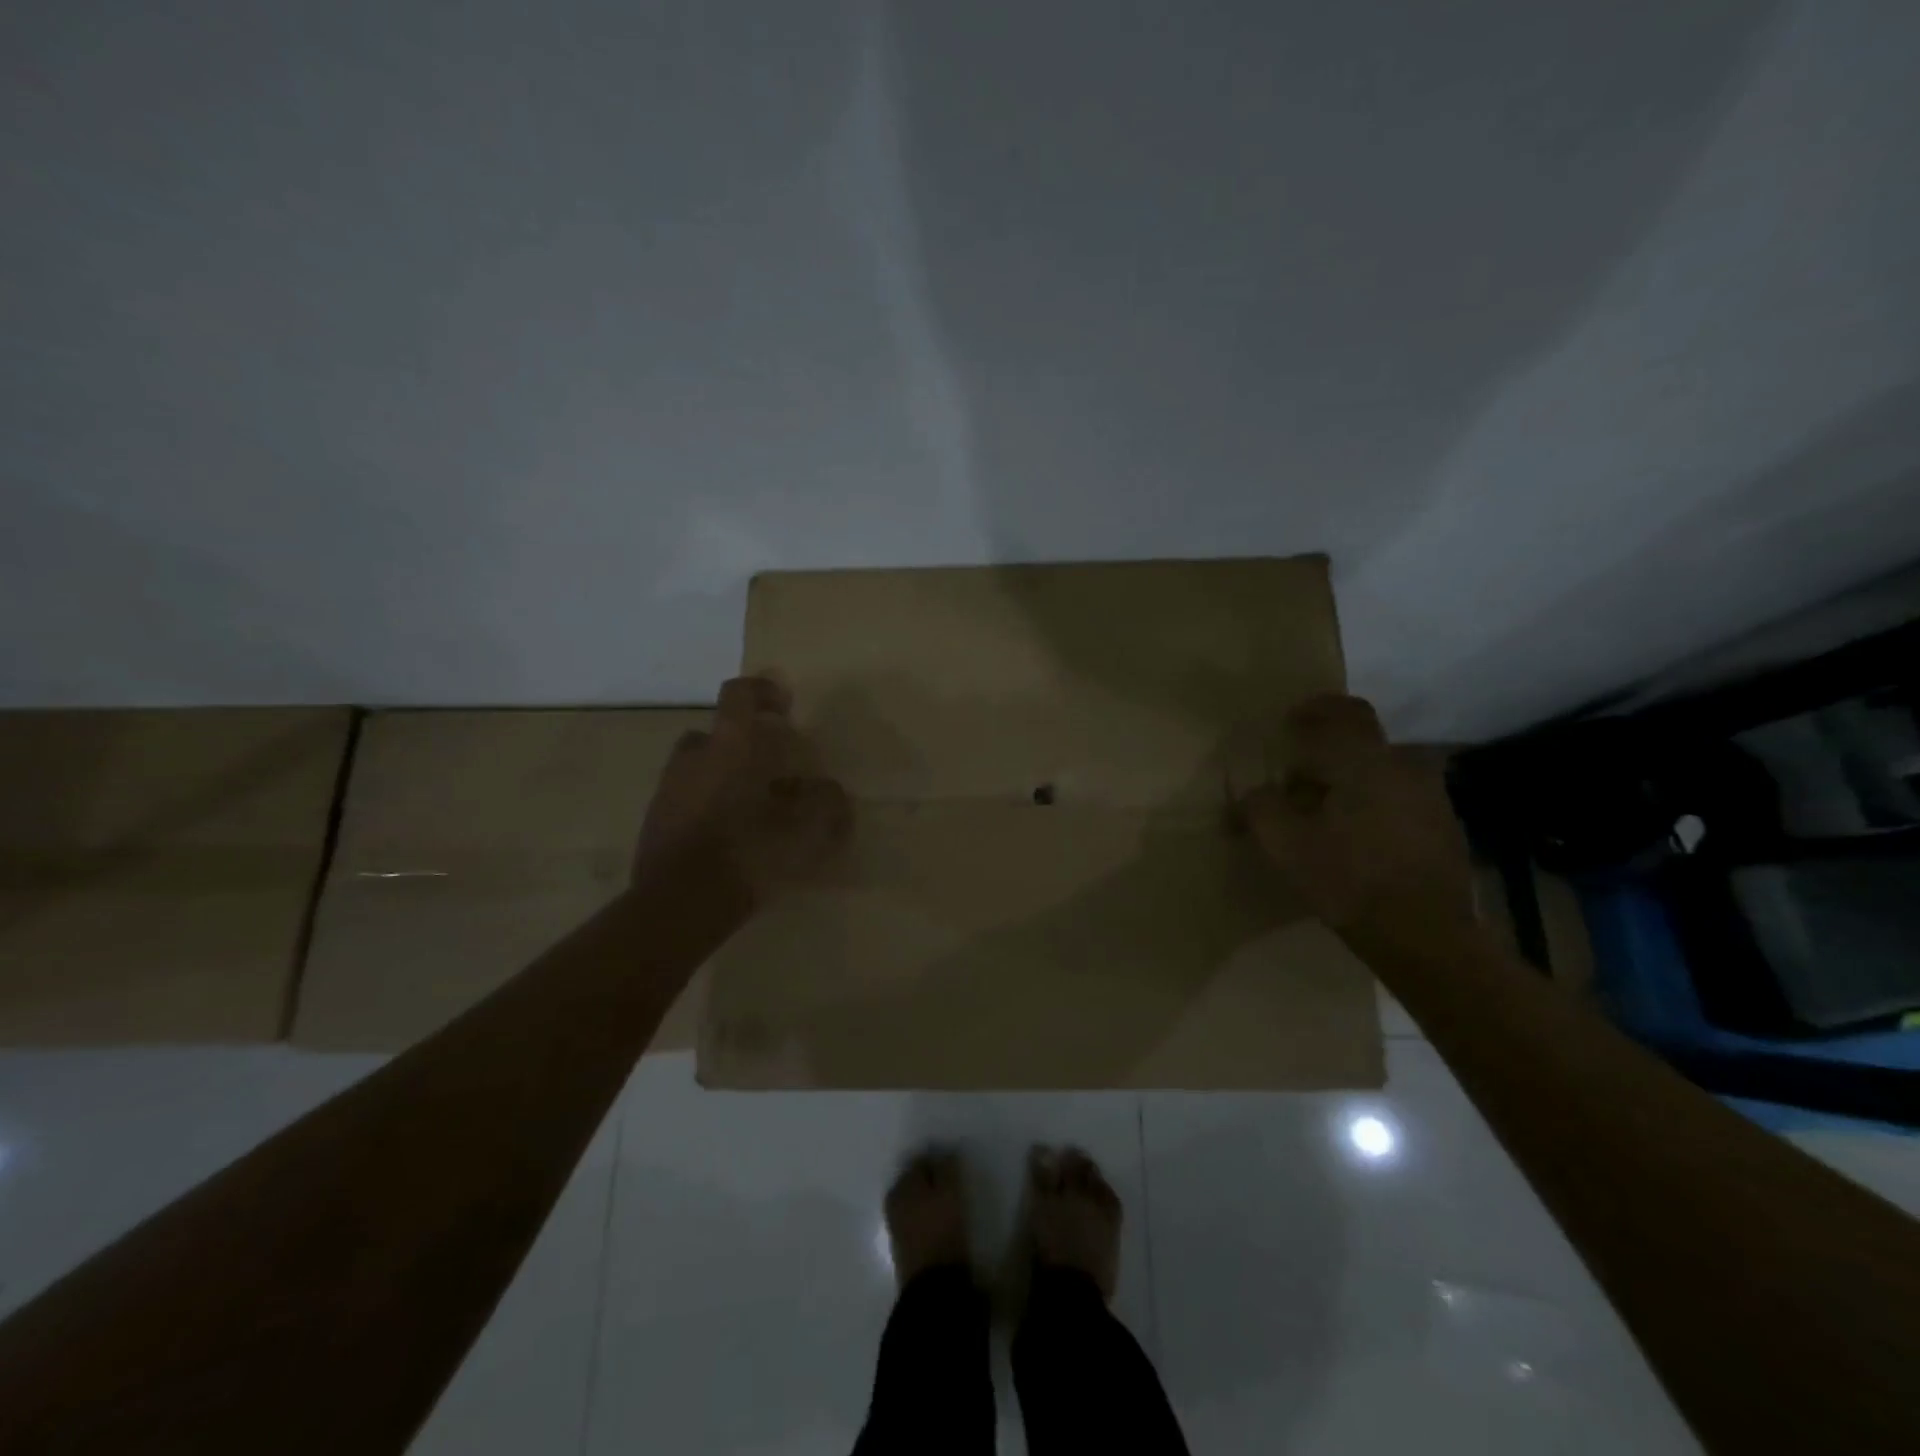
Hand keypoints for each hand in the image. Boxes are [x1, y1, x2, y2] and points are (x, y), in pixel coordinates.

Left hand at [634, 675, 850, 903]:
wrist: (679, 905)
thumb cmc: (748, 852)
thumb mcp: (806, 828)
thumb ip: (825, 802)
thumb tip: (829, 791)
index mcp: (729, 747)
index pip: (739, 695)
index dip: (763, 692)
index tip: (784, 706)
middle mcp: (693, 758)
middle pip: (717, 734)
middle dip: (743, 744)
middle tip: (772, 769)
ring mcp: (668, 790)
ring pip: (701, 769)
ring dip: (725, 777)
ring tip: (754, 808)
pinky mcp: (654, 823)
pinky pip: (688, 800)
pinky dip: (709, 807)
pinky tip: (731, 837)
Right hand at [1236, 695, 1472, 938]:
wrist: (1425, 936)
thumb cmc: (1348, 879)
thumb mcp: (1285, 844)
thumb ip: (1260, 807)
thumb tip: (1250, 795)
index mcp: (1365, 762)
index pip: (1343, 711)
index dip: (1314, 709)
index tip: (1290, 724)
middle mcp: (1403, 768)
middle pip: (1361, 742)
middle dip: (1327, 751)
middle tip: (1296, 776)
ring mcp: (1430, 798)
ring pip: (1380, 771)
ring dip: (1350, 779)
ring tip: (1322, 811)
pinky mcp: (1443, 828)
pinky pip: (1398, 798)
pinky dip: (1372, 804)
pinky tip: (1355, 837)